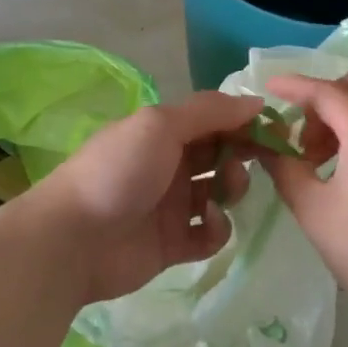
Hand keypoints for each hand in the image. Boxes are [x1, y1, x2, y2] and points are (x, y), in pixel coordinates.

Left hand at [24, 90, 263, 305]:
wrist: (73, 239)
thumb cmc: (118, 171)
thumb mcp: (161, 125)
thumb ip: (210, 111)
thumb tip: (256, 102)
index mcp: (164, 132)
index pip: (214, 120)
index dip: (243, 122)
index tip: (274, 128)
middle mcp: (170, 165)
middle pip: (221, 155)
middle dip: (242, 155)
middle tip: (250, 160)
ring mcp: (173, 206)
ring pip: (221, 192)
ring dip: (232, 188)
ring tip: (222, 193)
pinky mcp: (175, 244)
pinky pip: (211, 234)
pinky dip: (217, 228)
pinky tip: (207, 224)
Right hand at [259, 71, 347, 332]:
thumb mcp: (313, 209)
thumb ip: (285, 168)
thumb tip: (268, 146)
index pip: (325, 90)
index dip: (292, 86)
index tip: (265, 88)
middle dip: (322, 98)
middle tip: (300, 137)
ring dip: (341, 115)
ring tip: (317, 160)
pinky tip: (345, 171)